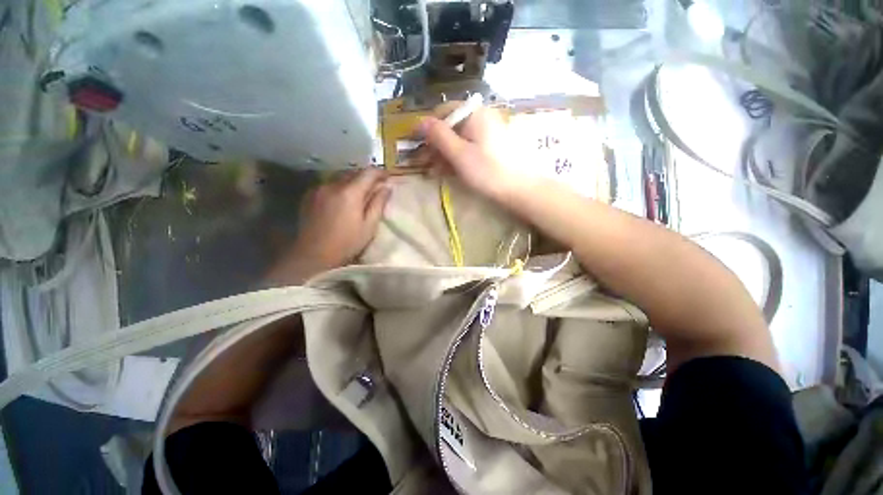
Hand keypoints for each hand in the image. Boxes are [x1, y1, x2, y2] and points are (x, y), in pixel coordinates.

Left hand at [268, 169, 390, 283]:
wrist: (313, 255)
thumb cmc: (347, 243)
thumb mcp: (369, 226)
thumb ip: (378, 204)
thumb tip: (387, 187)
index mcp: (350, 193)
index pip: (368, 173)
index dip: (380, 172)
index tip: (388, 178)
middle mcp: (333, 185)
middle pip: (354, 172)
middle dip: (367, 177)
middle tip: (376, 187)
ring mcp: (319, 189)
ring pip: (341, 178)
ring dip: (353, 182)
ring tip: (360, 194)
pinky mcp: (309, 195)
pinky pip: (329, 185)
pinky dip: (340, 187)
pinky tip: (342, 200)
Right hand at [416, 103, 533, 202]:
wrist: (518, 189)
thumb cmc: (487, 171)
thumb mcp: (459, 154)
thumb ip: (439, 136)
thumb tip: (421, 120)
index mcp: (475, 114)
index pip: (444, 111)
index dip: (428, 126)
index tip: (415, 143)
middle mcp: (481, 118)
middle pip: (451, 126)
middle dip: (435, 144)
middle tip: (423, 162)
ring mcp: (487, 133)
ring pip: (459, 139)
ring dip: (444, 154)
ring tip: (433, 171)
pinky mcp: (491, 147)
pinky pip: (468, 148)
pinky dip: (456, 158)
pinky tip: (448, 171)